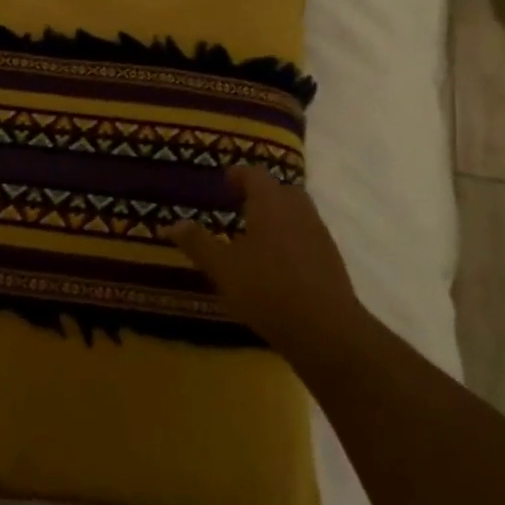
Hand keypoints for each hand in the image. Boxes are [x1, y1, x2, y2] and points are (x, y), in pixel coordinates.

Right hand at [164, 166, 361, 352]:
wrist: (326, 330)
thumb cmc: (266, 290)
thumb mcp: (222, 268)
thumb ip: (197, 243)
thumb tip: (172, 223)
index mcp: (270, 204)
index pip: (255, 175)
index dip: (238, 175)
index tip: (224, 183)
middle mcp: (298, 211)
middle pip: (281, 190)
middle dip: (261, 194)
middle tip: (239, 207)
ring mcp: (319, 234)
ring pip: (297, 213)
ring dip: (278, 217)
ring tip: (256, 237)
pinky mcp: (332, 260)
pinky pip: (308, 236)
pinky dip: (292, 239)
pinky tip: (278, 264)